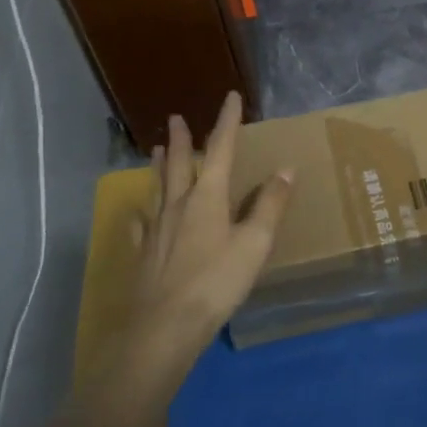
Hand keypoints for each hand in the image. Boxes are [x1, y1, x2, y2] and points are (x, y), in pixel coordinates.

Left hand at [129, 92, 291, 350]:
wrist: (163, 328)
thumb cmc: (216, 283)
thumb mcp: (254, 244)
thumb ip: (269, 205)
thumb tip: (285, 168)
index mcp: (208, 198)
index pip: (220, 150)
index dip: (227, 122)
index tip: (231, 97)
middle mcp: (178, 205)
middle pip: (180, 164)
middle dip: (182, 139)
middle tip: (175, 117)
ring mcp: (156, 229)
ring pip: (158, 188)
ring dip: (160, 165)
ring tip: (157, 149)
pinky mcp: (143, 254)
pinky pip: (142, 224)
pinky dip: (144, 212)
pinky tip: (140, 213)